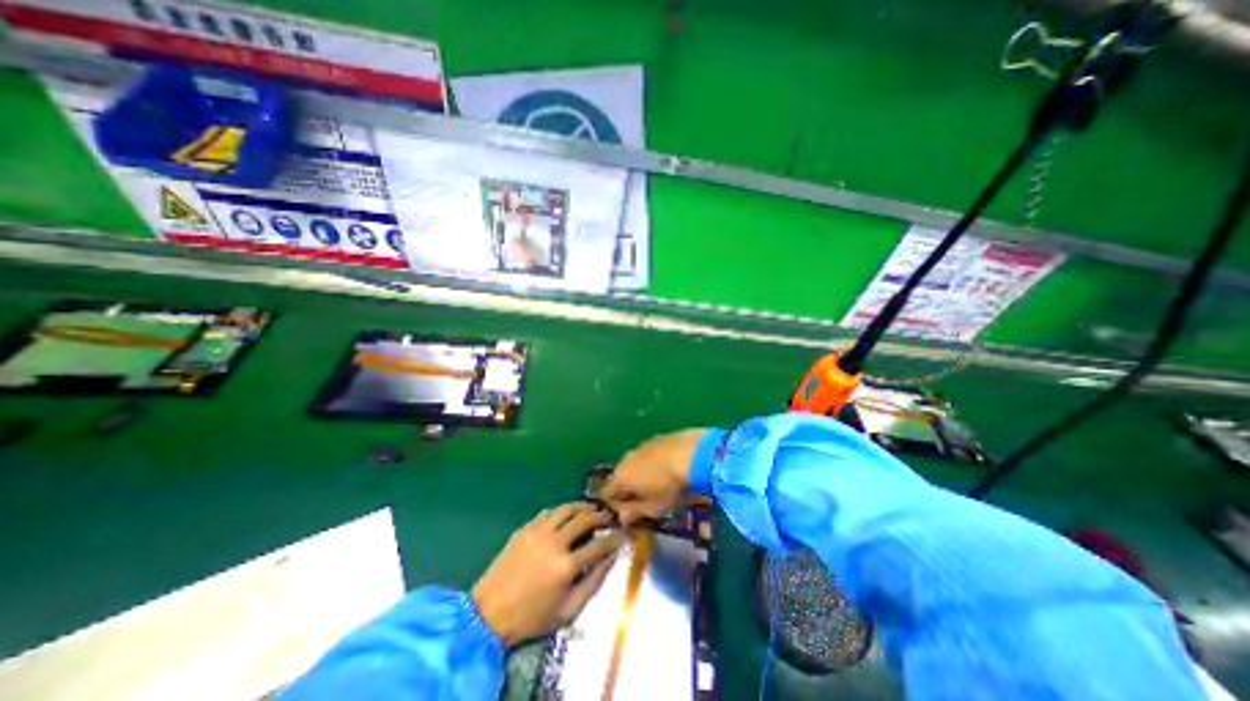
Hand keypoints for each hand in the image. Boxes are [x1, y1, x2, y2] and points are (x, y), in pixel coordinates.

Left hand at [472, 503, 622, 646]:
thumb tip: (611, 558)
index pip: (599, 544)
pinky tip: (568, 514)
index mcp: (566, 566)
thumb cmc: (532, 617)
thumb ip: (593, 583)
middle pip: (585, 519)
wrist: (488, 613)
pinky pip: (549, 511)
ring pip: (567, 508)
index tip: (622, 534)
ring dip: (583, 506)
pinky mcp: (525, 528)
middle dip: (602, 516)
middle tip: (610, 516)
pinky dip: (563, 510)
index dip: (614, 538)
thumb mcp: (568, 610)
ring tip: (592, 508)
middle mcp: (554, 542)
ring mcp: (538, 531)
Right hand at [600, 429, 708, 523]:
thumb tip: (622, 517)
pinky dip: (652, 463)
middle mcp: (625, 459)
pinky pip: (647, 455)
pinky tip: (667, 469)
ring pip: (634, 464)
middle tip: (643, 501)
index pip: (606, 493)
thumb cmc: (669, 486)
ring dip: (640, 475)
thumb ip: (634, 513)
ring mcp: (640, 446)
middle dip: (628, 489)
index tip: (628, 514)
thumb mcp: (653, 508)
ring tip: (657, 484)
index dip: (614, 505)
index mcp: (621, 477)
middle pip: (620, 476)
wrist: (691, 453)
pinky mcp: (655, 439)